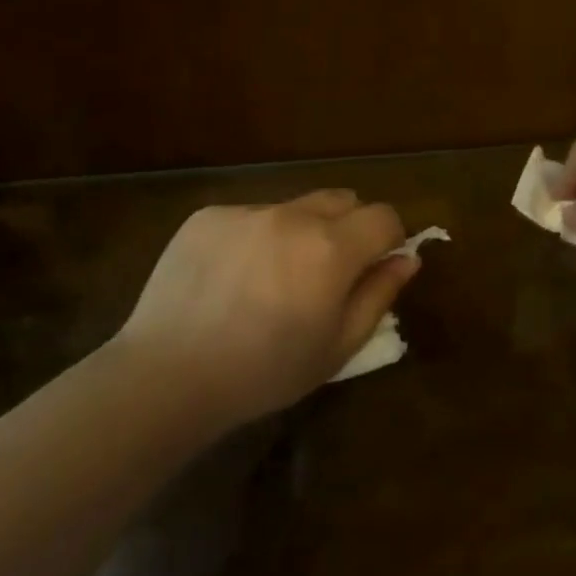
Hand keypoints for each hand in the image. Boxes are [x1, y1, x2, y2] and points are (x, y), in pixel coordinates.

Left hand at [115, 190, 416, 425]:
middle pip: (342, 199)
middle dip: (349, 228)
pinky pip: (250, 215)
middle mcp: (292, 215)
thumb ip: (379, 295)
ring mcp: (246, 211)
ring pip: (294, 207)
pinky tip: (231, 278)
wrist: (168, 375)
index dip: (389, 239)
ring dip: (300, 232)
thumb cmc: (264, 372)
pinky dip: (256, 237)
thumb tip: (407, 259)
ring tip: (272, 279)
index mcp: (331, 248)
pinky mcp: (207, 215)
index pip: (384, 216)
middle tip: (327, 273)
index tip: (375, 267)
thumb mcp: (337, 347)